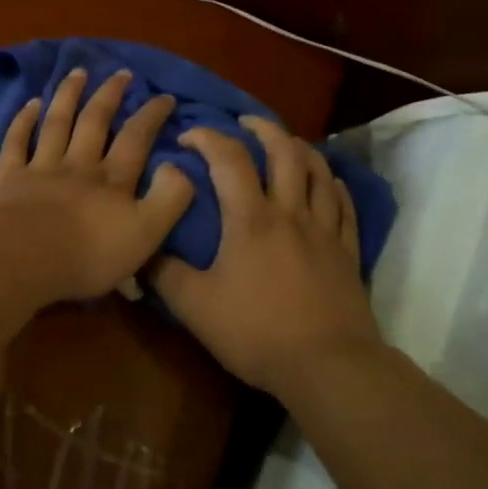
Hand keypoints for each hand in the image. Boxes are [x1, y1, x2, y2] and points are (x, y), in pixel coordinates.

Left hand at [0, 68, 194, 302]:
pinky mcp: (9, 179)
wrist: (24, 260)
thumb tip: (177, 166)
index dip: (152, 115)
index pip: (136, 138)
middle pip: (95, 122)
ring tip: (78, 72)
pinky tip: (31, 103)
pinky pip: (16, 142)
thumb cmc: (88, 255)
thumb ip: (170, 198)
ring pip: (57, 123)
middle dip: (110, 95)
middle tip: (121, 73)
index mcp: (112, 180)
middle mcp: (78, 165)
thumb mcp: (146, 233)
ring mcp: (41, 168)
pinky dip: (24, 120)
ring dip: (69, 95)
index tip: (165, 96)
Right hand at [150, 115, 379, 395]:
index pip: (228, 158)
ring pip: (318, 171)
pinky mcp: (347, 251)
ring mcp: (324, 230)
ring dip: (300, 148)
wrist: (327, 365)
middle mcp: (289, 212)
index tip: (188, 136)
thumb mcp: (195, 307)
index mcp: (250, 218)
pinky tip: (328, 182)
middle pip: (284, 151)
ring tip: (286, 143)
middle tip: (244, 123)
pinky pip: (344, 205)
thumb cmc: (256, 332)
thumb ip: (164, 274)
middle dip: (262, 128)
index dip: (207, 137)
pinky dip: (333, 184)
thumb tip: (140, 250)